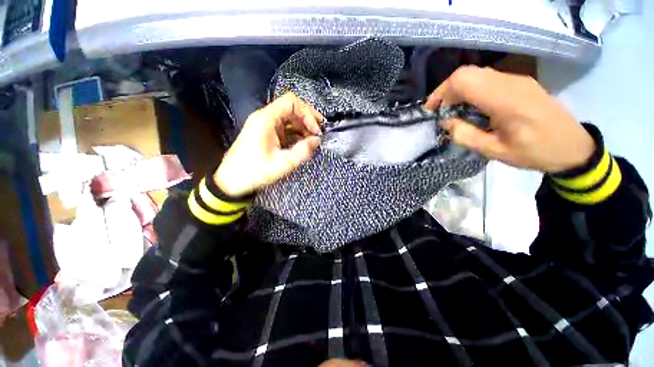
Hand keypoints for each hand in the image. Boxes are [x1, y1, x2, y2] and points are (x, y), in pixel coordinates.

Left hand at [215, 93, 322, 196]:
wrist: (231, 180)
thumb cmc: (254, 172)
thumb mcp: (282, 164)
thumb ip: (302, 151)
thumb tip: (317, 141)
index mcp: (266, 119)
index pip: (291, 102)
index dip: (307, 113)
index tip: (316, 130)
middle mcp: (265, 117)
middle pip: (291, 108)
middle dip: (307, 119)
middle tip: (318, 134)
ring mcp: (265, 125)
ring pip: (289, 118)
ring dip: (302, 127)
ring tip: (312, 140)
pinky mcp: (266, 133)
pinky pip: (284, 127)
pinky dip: (295, 133)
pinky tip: (302, 143)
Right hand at [425, 66, 594, 172]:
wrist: (573, 146)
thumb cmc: (535, 152)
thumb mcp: (495, 151)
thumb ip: (466, 135)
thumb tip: (446, 122)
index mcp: (505, 101)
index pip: (463, 80)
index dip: (441, 92)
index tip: (432, 110)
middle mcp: (511, 82)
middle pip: (467, 73)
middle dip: (447, 91)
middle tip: (441, 111)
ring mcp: (518, 80)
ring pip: (477, 74)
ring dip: (459, 90)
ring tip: (453, 111)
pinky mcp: (521, 82)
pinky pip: (488, 79)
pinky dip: (472, 90)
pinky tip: (472, 107)